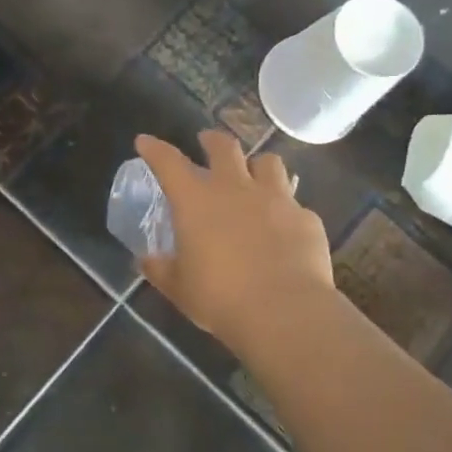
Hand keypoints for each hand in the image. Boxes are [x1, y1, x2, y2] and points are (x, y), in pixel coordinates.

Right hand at [136, 131, 334, 349]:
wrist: (284, 311)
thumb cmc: (219, 297)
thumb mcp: (179, 288)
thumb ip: (162, 269)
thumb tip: (147, 261)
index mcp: (196, 201)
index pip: (168, 162)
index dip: (154, 149)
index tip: (145, 142)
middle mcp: (235, 189)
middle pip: (224, 147)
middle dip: (212, 140)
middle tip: (207, 141)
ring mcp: (276, 199)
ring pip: (268, 162)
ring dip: (257, 165)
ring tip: (254, 176)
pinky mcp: (306, 218)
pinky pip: (294, 204)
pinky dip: (285, 210)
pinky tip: (283, 227)